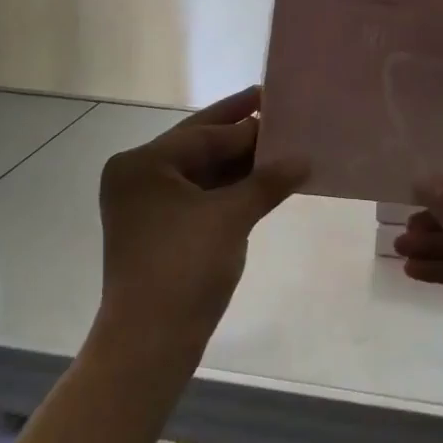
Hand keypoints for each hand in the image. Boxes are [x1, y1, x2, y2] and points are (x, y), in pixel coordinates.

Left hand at [97, 86, 308, 357]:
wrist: (150, 341)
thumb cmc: (184, 266)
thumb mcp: (230, 217)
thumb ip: (267, 181)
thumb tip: (303, 159)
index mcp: (143, 164)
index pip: (203, 134)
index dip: (245, 122)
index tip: (276, 101)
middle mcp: (138, 178)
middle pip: (198, 147)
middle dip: (239, 133)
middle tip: (275, 108)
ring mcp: (146, 206)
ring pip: (200, 173)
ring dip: (237, 163)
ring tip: (279, 145)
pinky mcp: (159, 231)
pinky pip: (199, 197)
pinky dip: (228, 190)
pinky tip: (262, 181)